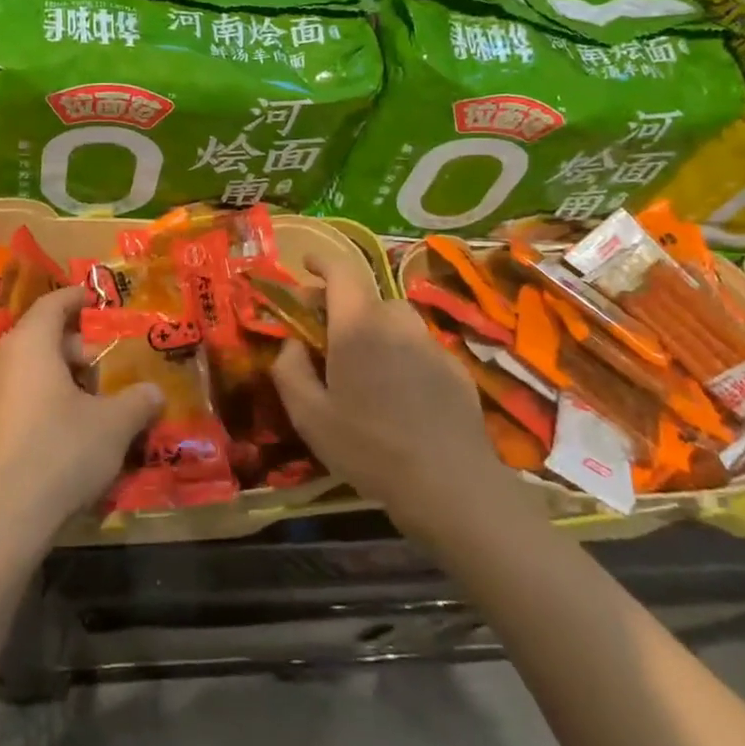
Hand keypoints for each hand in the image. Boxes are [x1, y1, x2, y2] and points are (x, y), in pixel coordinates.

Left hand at [0, 285, 164, 556]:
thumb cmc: (59, 453)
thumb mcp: (113, 426)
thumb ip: (138, 402)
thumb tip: (154, 392)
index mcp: (31, 345)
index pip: (53, 303)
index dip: (78, 298)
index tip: (100, 300)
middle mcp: (4, 362)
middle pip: (43, 338)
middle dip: (80, 347)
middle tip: (112, 362)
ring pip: (33, 372)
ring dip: (66, 380)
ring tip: (99, 401)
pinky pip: (22, 401)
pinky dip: (49, 403)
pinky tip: (74, 434)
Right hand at [271, 253, 498, 539]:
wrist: (448, 483)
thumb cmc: (369, 447)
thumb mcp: (309, 416)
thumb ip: (289, 370)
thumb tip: (291, 343)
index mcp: (358, 327)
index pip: (341, 273)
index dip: (321, 262)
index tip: (306, 262)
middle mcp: (397, 323)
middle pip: (367, 297)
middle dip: (342, 305)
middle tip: (324, 331)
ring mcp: (430, 344)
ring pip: (396, 320)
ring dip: (374, 327)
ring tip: (363, 362)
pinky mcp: (454, 367)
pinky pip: (419, 345)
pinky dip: (401, 352)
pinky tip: (398, 390)